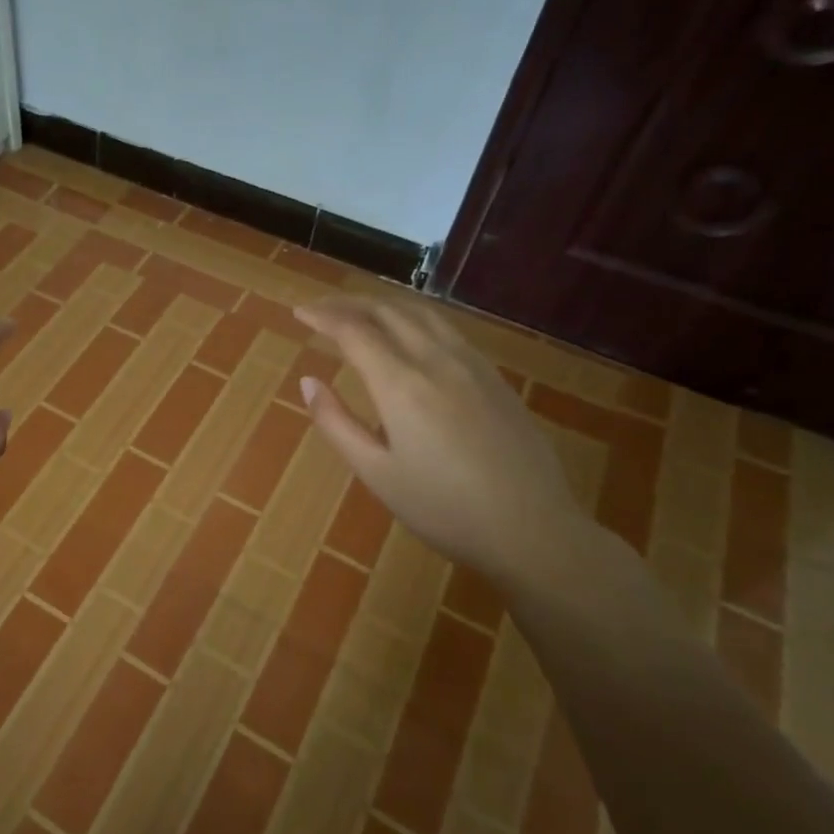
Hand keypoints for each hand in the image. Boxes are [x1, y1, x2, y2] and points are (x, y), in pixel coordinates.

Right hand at [293, 295, 592, 580]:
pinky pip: (446, 328)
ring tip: (359, 312)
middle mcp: (436, 361)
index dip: (323, 316)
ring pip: (421, 312)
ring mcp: (472, 365)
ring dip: (383, 304)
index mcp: (401, 384)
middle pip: (387, 311)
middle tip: (320, 309)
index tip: (299, 312)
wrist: (534, 530)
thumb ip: (336, 423)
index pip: (354, 330)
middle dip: (348, 303)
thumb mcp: (376, 474)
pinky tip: (409, 334)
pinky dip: (414, 317)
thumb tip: (308, 382)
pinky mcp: (494, 377)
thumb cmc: (444, 509)